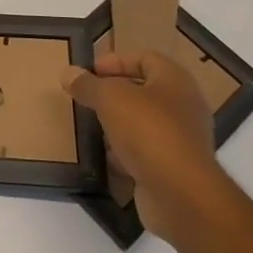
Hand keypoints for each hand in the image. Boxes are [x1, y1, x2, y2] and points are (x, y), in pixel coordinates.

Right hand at [61, 53, 234, 244]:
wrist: (181, 194)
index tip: (90, 72)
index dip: (117, 60)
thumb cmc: (148, 131)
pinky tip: (107, 157)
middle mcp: (184, 107)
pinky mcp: (175, 168)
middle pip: (145, 90)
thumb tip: (69, 72)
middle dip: (115, 93)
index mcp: (175, 81)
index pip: (146, 58)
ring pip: (144, 123)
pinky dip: (127, 152)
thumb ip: (88, 84)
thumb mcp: (110, 98)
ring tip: (93, 126)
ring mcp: (182, 140)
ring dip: (119, 124)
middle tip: (88, 98)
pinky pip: (146, 151)